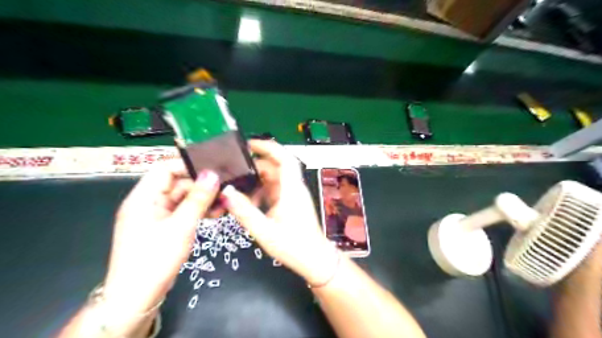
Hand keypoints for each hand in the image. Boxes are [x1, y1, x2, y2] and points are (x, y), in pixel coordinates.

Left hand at [104, 164, 220, 316]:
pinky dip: (198, 211)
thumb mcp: (181, 226)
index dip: (189, 165)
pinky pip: (183, 211)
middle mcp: (148, 202)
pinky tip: (216, 214)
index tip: (215, 167)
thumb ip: (198, 199)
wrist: (137, 298)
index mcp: (143, 197)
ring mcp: (156, 215)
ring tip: (225, 203)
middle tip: (227, 187)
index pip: (165, 168)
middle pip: (177, 183)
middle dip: (202, 185)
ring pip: (183, 198)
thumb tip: (213, 173)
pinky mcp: (164, 226)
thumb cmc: (155, 259)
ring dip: (203, 199)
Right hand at [220, 140, 335, 284]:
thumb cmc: (293, 246)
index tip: (249, 144)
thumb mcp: (264, 230)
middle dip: (255, 167)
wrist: (314, 260)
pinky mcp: (290, 203)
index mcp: (292, 189)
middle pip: (275, 167)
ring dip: (256, 182)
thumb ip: (244, 212)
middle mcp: (294, 188)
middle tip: (234, 171)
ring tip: (238, 190)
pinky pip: (274, 190)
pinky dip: (261, 192)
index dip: (268, 146)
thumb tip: (226, 193)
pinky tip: (250, 203)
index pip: (284, 158)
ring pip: (273, 179)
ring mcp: (293, 195)